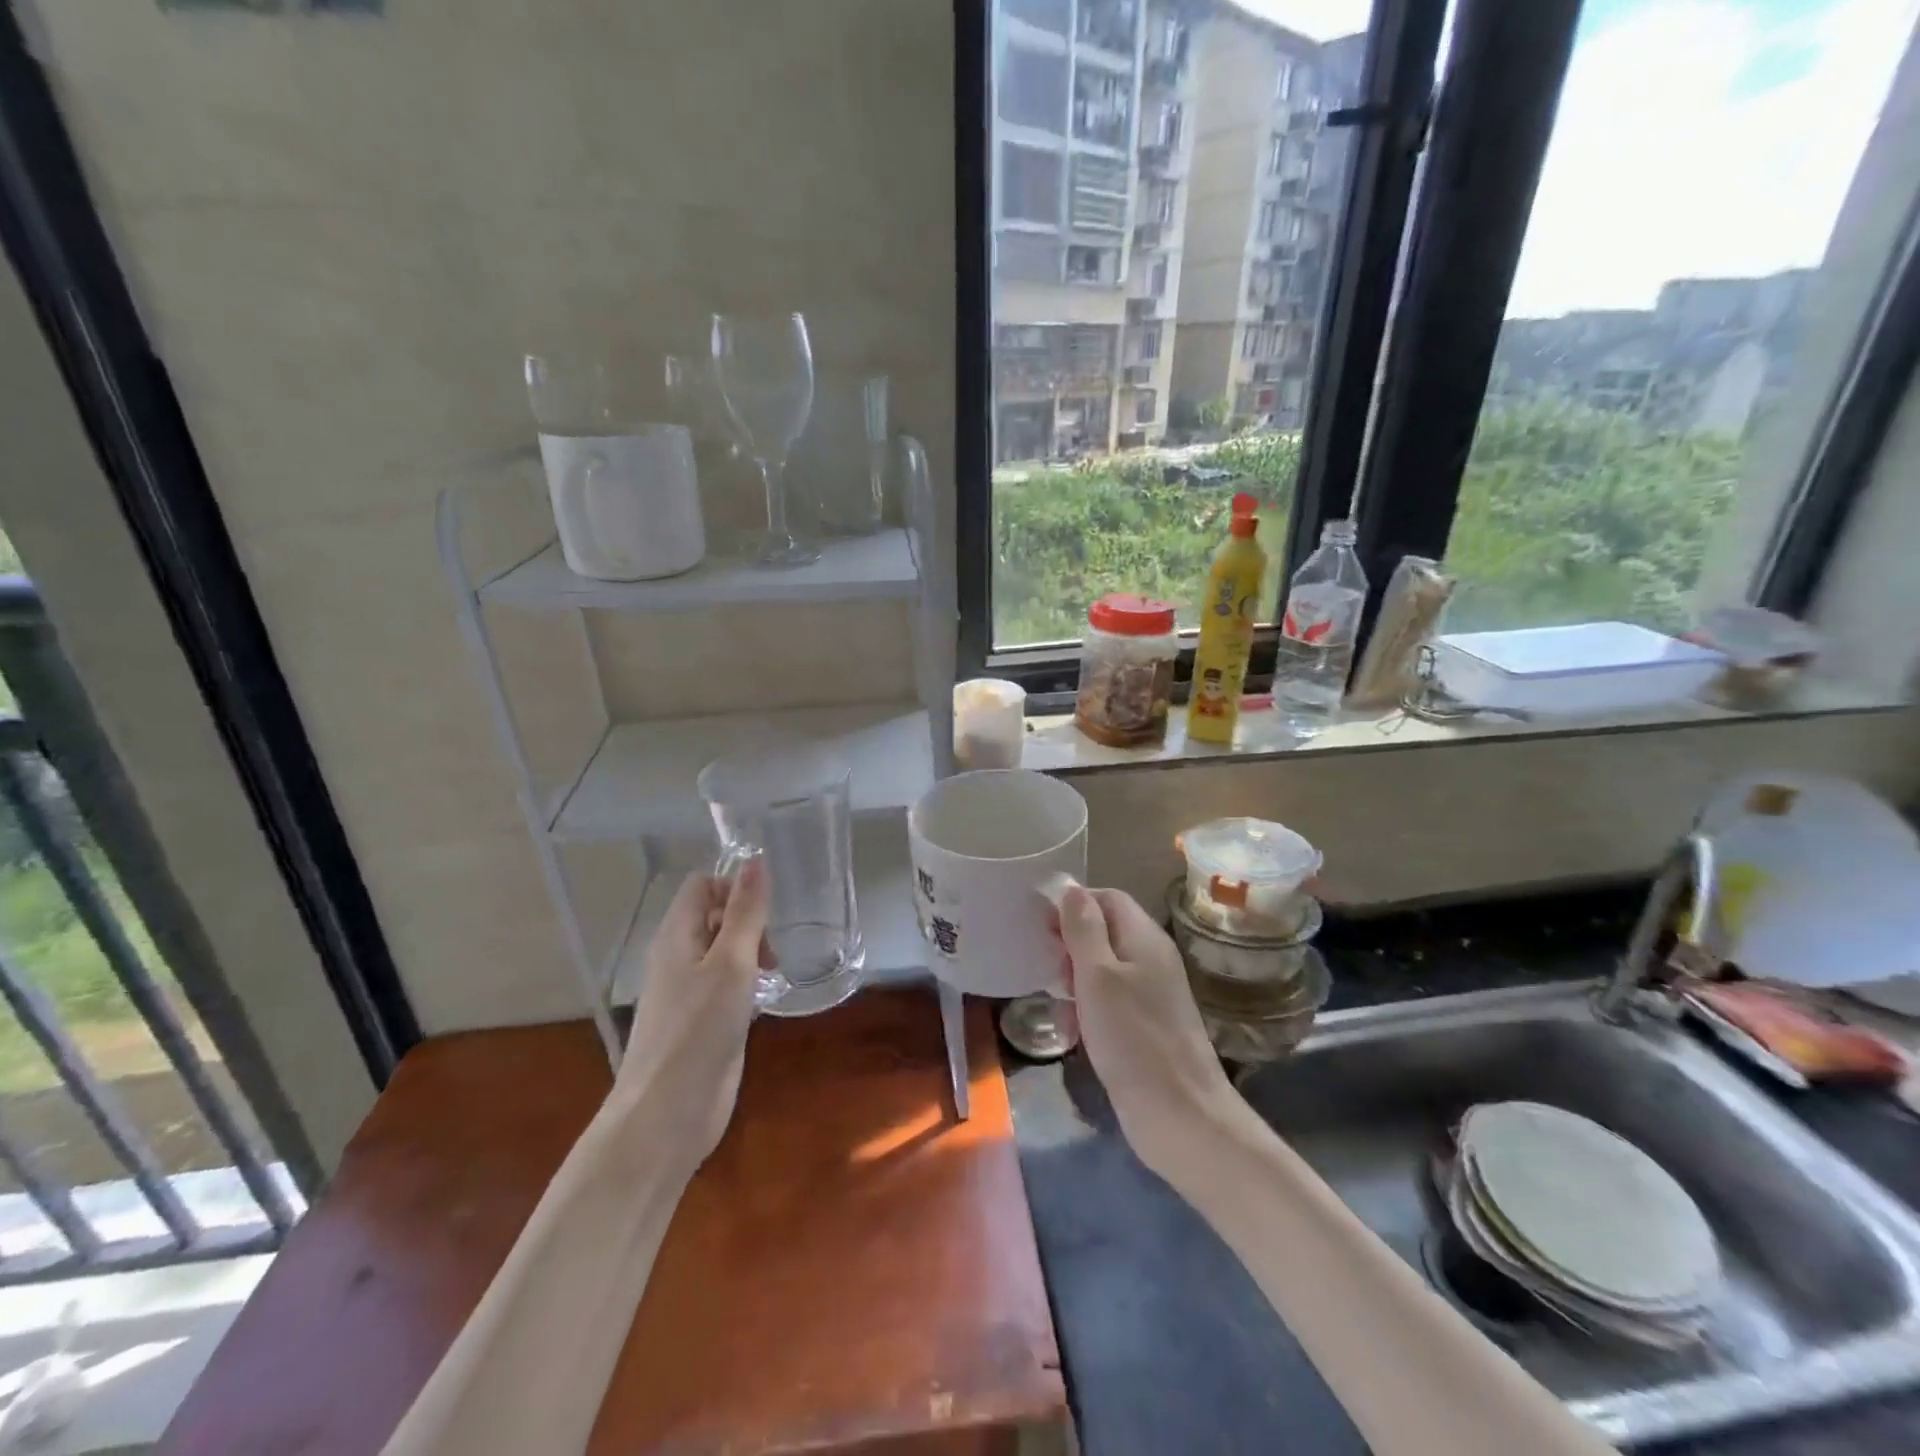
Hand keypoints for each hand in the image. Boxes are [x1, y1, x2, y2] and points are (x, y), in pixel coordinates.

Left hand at [613, 860, 770, 1166]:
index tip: (766, 911)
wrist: (666, 1114)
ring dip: (753, 952)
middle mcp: (679, 957)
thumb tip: (755, 860)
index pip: (702, 885)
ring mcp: (689, 992)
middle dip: (749, 921)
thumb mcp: (730, 963)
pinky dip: (749, 982)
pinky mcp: (702, 1022)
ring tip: (775, 973)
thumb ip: (745, 912)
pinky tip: (766, 1001)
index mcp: (676, 936)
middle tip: (773, 949)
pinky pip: (727, 985)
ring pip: (724, 952)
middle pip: (714, 915)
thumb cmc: (697, 1031)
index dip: (734, 886)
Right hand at [1056, 885, 1236, 1177]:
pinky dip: (1088, 1007)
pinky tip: (1072, 1031)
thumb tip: (1070, 887)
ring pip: (1103, 967)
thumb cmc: (1133, 1039)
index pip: (1107, 897)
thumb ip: (1083, 929)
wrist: (1181, 1117)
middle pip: (1104, 931)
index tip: (1040, 925)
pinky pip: (1110, 999)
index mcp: (1144, 938)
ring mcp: (1151, 993)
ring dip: (1074, 979)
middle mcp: (1151, 958)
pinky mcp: (1146, 1025)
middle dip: (1069, 944)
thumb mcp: (1098, 976)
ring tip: (1056, 1005)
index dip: (1073, 903)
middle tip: (1046, 969)